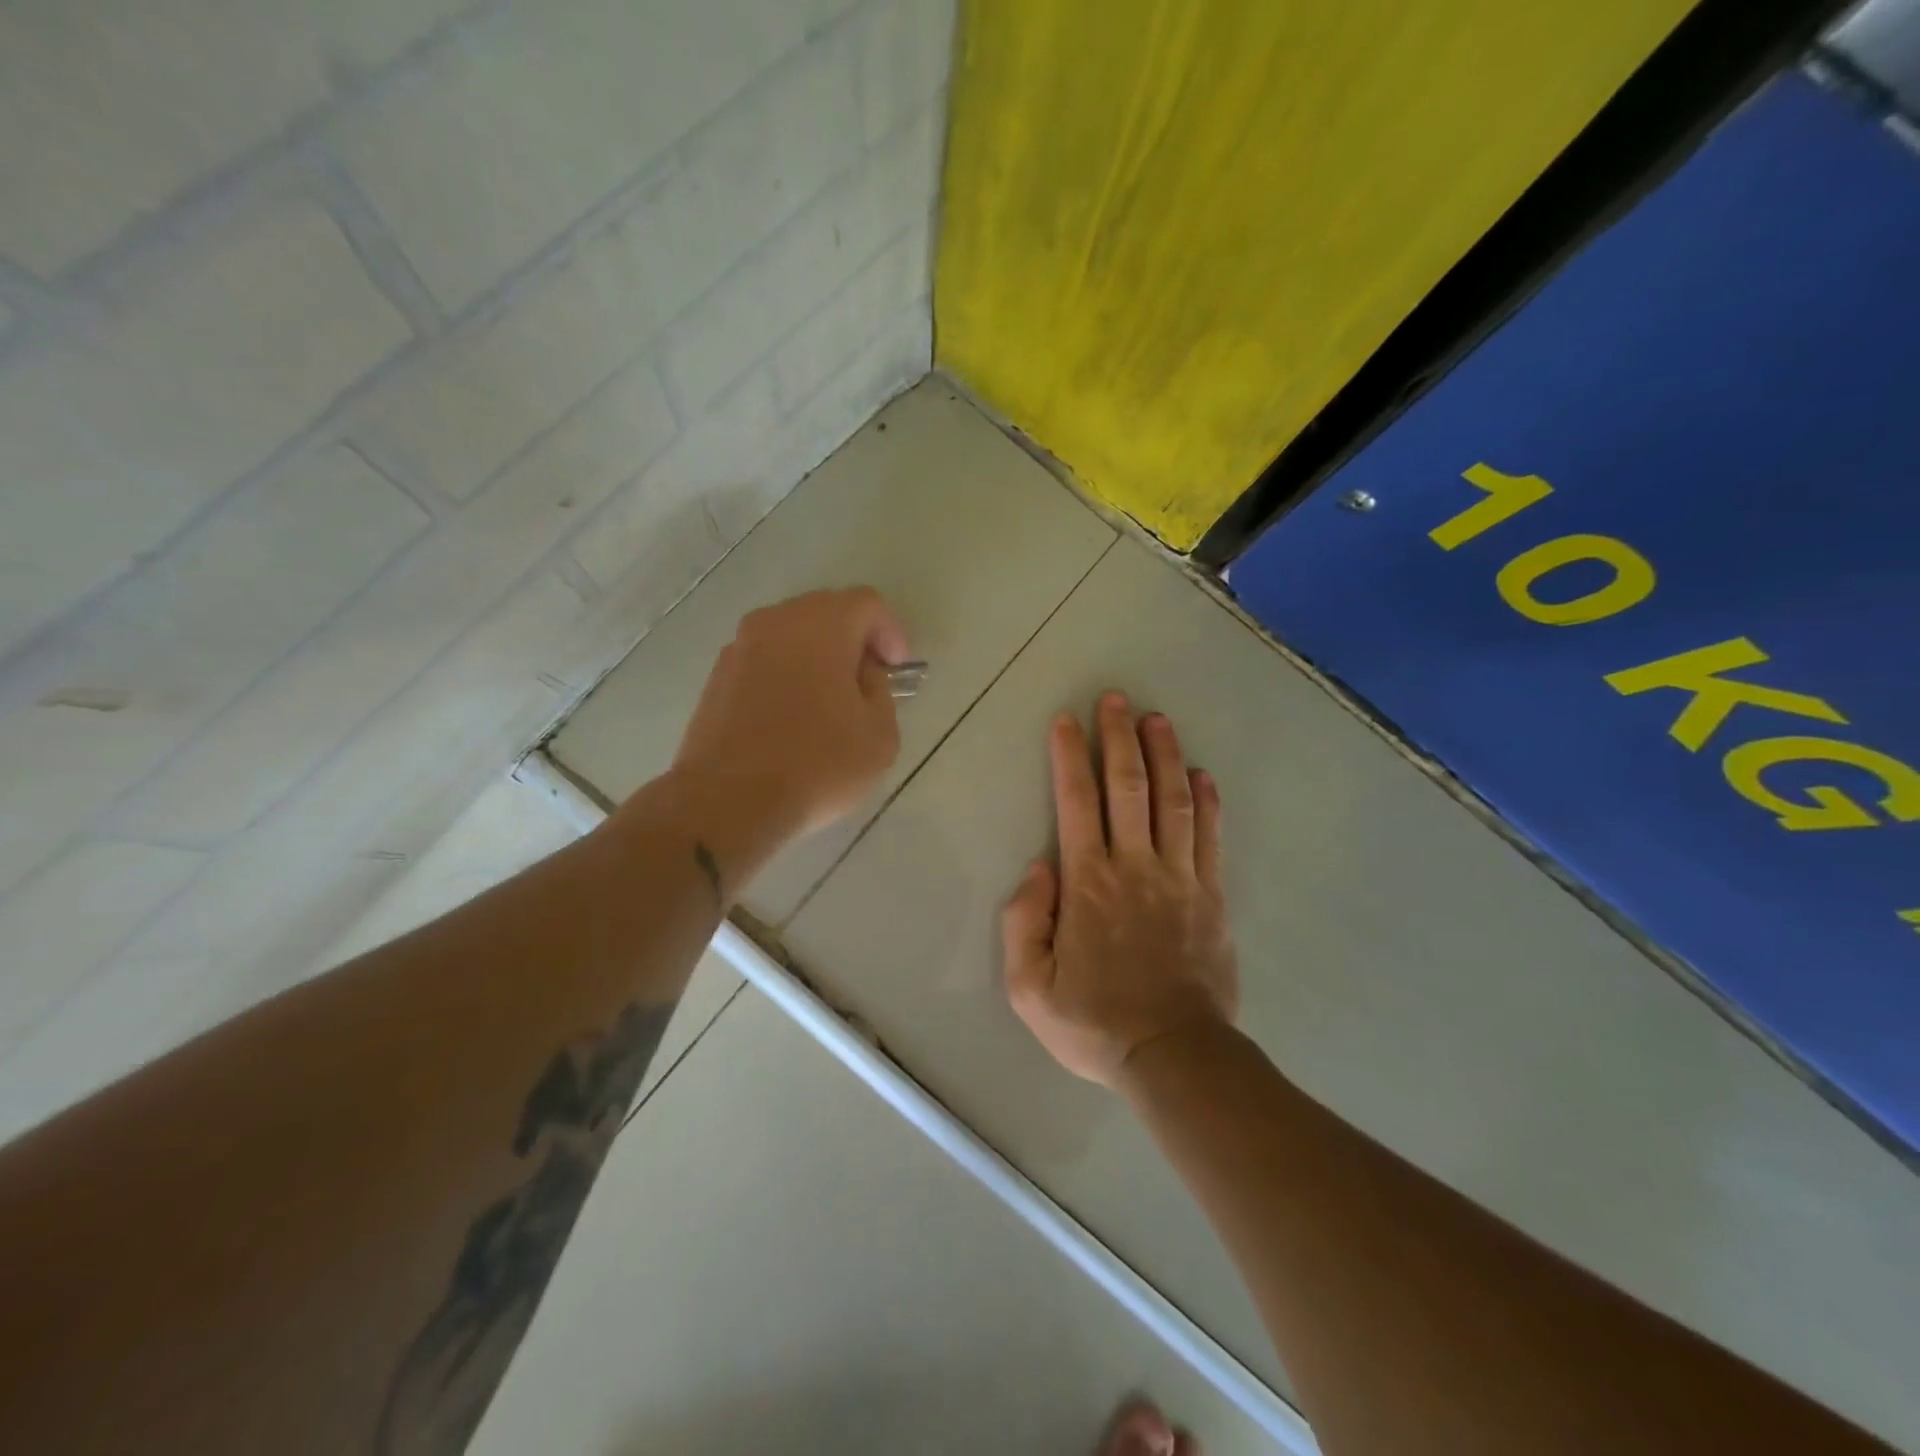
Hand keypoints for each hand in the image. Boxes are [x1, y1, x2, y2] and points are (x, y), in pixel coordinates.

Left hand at [665, 587, 909, 867]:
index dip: (890, 632)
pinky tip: (793, 716)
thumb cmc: (817, 764)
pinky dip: (786, 674)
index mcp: (821, 625)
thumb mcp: (880, 735)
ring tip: (830, 701)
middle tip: (869, 680)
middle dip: (853, 640)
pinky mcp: (716, 678)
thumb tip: (861, 676)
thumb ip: (881, 692)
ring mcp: (739, 648)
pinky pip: (764, 661)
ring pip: (790, 636)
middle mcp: (775, 622)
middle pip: (825, 612)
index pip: (866, 604)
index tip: (898, 668)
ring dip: (817, 657)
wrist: (728, 801)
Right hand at [1002, 691, 1237, 1087]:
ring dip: (1164, 755)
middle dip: (1120, 738)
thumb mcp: (1029, 987)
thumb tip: (1039, 867)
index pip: (1076, 802)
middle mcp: (1135, 867)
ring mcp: (1180, 879)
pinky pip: (1210, 838)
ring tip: (1157, 719)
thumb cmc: (1094, 1021)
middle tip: (1115, 699)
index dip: (1070, 756)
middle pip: (1128, 787)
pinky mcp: (1212, 896)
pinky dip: (1207, 802)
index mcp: (1089, 883)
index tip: (1066, 721)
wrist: (1173, 1056)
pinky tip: (1202, 774)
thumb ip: (1023, 922)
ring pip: (1174, 801)